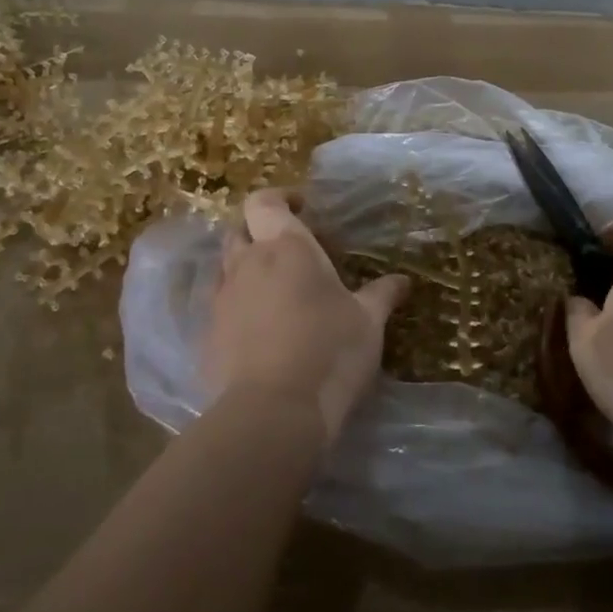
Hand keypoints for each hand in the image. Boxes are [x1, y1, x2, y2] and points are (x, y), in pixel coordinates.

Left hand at [209, 190, 409, 442]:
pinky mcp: (208, 335)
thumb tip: (403, 280)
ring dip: (247, 269)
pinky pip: (221, 307)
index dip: (279, 198)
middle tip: (290, 252)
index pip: (264, 202)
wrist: (273, 413)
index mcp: (286, 248)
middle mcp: (248, 264)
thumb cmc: (329, 352)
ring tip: (276, 291)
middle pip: (239, 231)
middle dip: (259, 233)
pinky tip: (260, 331)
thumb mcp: (368, 323)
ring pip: (227, 268)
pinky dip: (238, 307)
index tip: (301, 208)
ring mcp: (223, 300)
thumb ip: (382, 295)